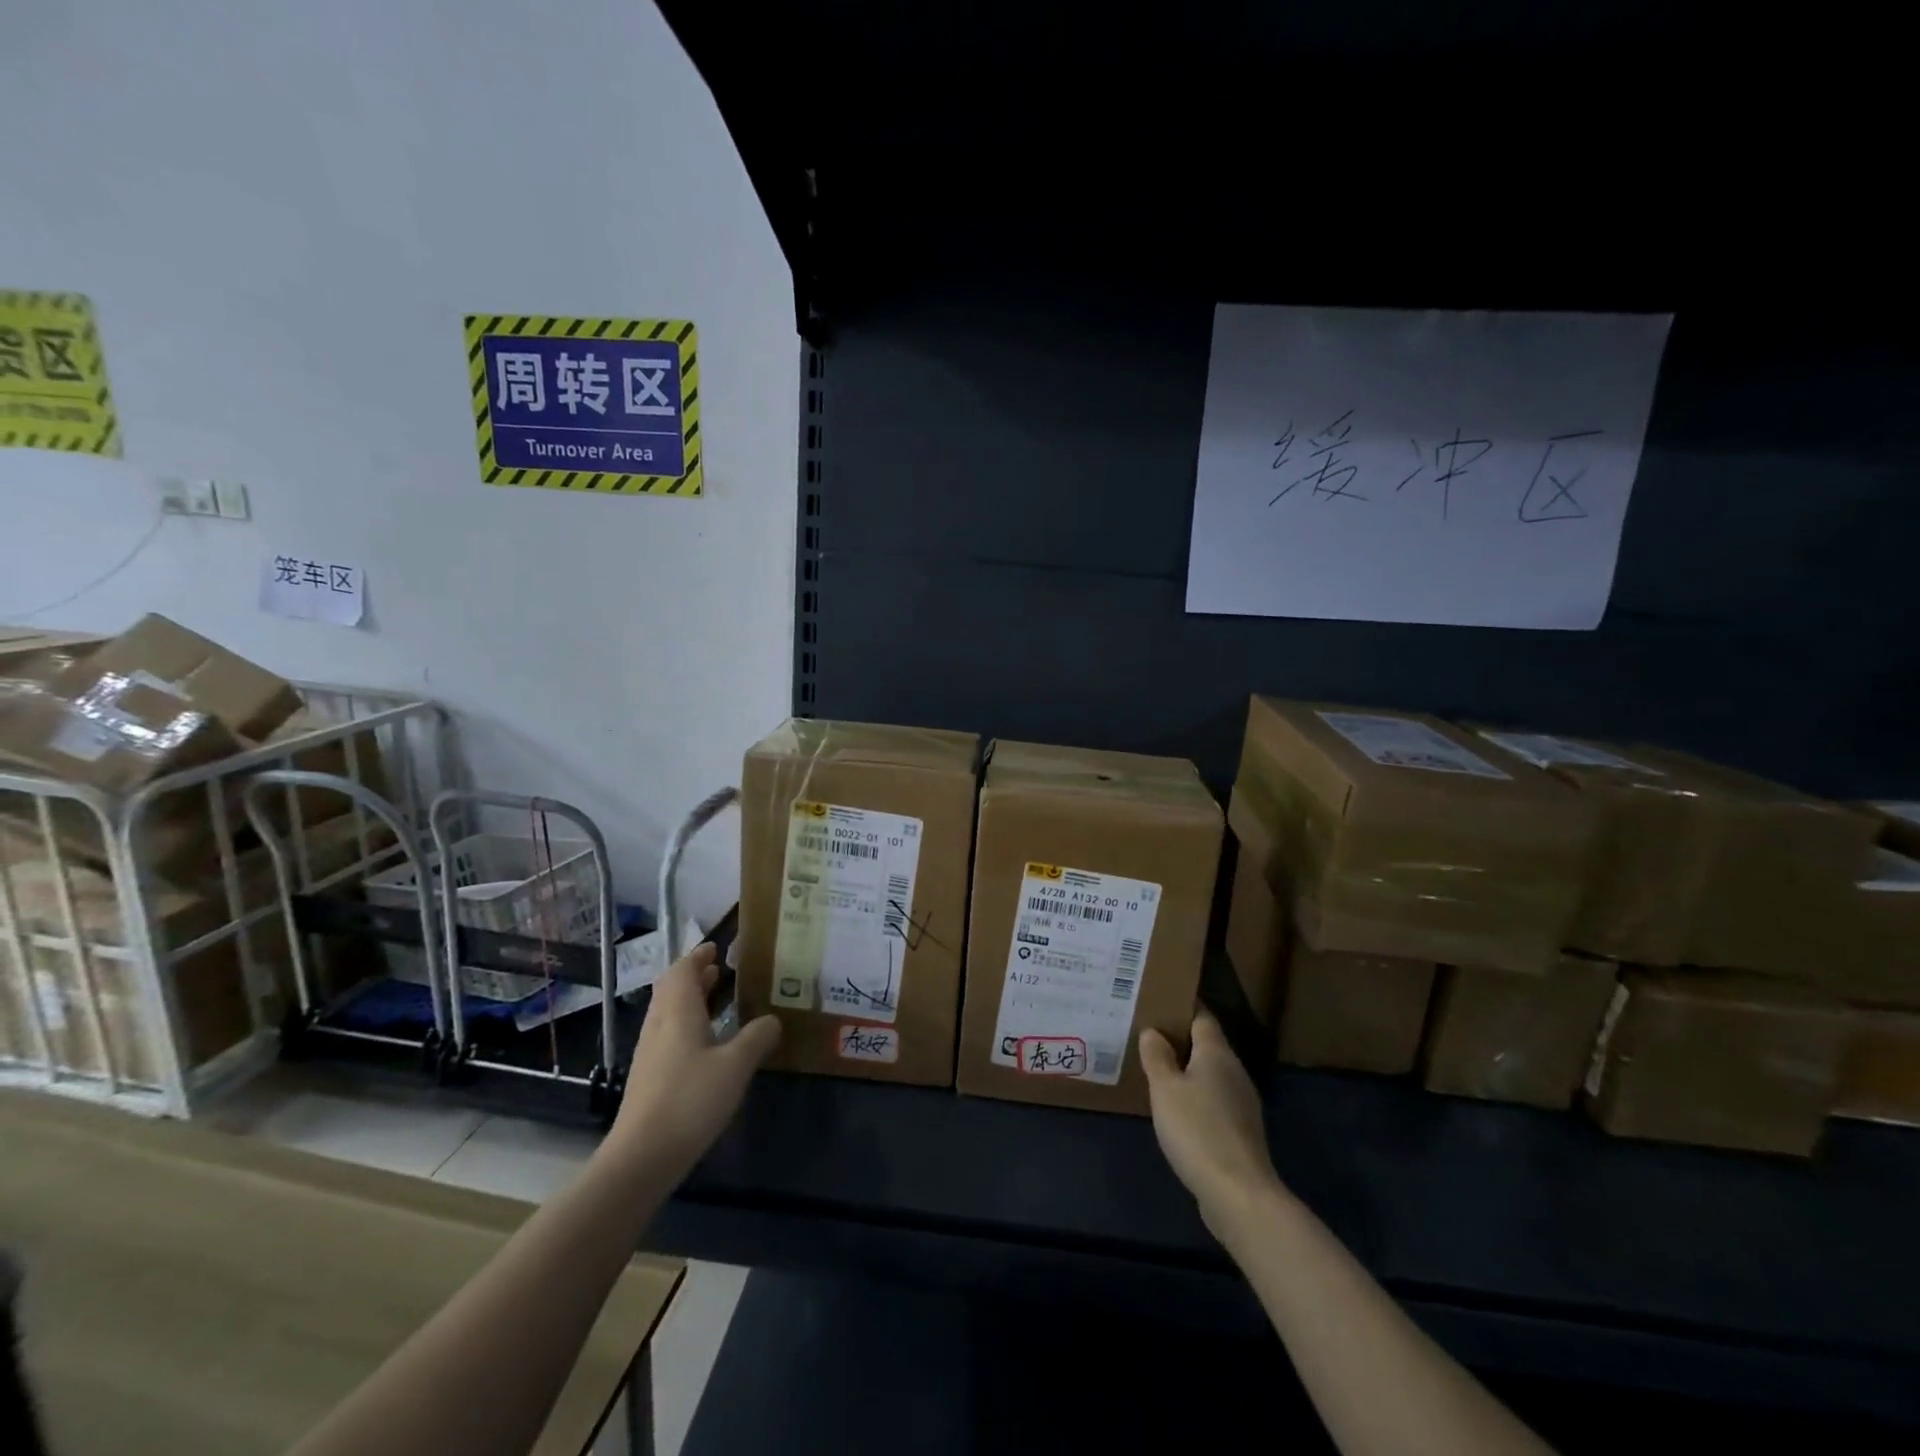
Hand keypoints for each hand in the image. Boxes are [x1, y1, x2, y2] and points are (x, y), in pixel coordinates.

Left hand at [609, 943, 779, 1182]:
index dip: (698, 957)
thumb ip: (757, 1037)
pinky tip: (707, 1045)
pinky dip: (687, 1025)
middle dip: (694, 976)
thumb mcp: (736, 1065)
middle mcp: (659, 1025)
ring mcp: (650, 1053)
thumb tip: (772, 1020)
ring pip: (669, 1013)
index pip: (682, 970)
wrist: (642, 1157)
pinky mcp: (649, 1078)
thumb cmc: (690, 1099)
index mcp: (678, 1012)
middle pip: (671, 990)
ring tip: (717, 1001)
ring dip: (690, 1001)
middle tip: (720, 971)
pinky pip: (669, 1036)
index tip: (716, 949)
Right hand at [1140, 1010, 1284, 1241]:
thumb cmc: (1196, 1128)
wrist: (1238, 1193)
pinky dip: (1196, 1099)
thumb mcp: (1165, 1088)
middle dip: (1181, 1040)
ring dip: (1187, 1072)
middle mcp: (1234, 1072)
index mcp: (1217, 1053)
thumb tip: (1153, 1031)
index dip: (1182, 1008)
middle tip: (1148, 1037)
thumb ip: (1157, 1056)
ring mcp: (1242, 1104)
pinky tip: (1176, 1111)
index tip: (1158, 1003)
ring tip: (1157, 1072)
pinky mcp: (1241, 1132)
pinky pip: (1214, 1102)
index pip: (1201, 1017)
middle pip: (1207, 1046)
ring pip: (1211, 1075)